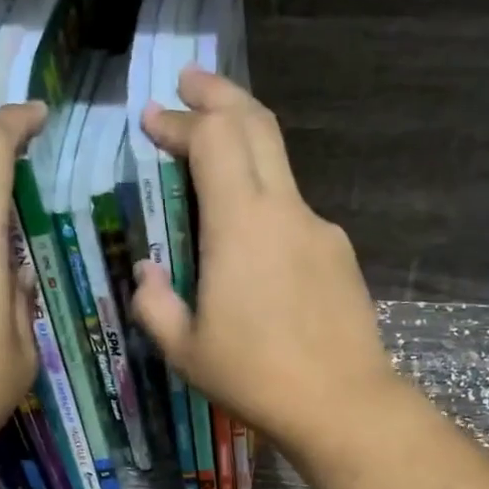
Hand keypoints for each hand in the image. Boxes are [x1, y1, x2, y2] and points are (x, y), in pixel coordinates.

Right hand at [133, 68, 394, 457]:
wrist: (342, 404)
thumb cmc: (255, 377)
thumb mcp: (185, 350)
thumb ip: (155, 303)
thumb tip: (145, 271)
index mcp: (241, 224)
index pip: (213, 138)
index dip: (180, 121)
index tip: (152, 120)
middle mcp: (285, 209)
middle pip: (257, 124)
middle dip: (219, 96)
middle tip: (189, 84)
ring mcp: (320, 229)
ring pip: (280, 164)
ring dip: (245, 145)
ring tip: (213, 156)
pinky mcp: (339, 254)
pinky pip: (295, 210)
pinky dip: (265, 198)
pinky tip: (250, 237)